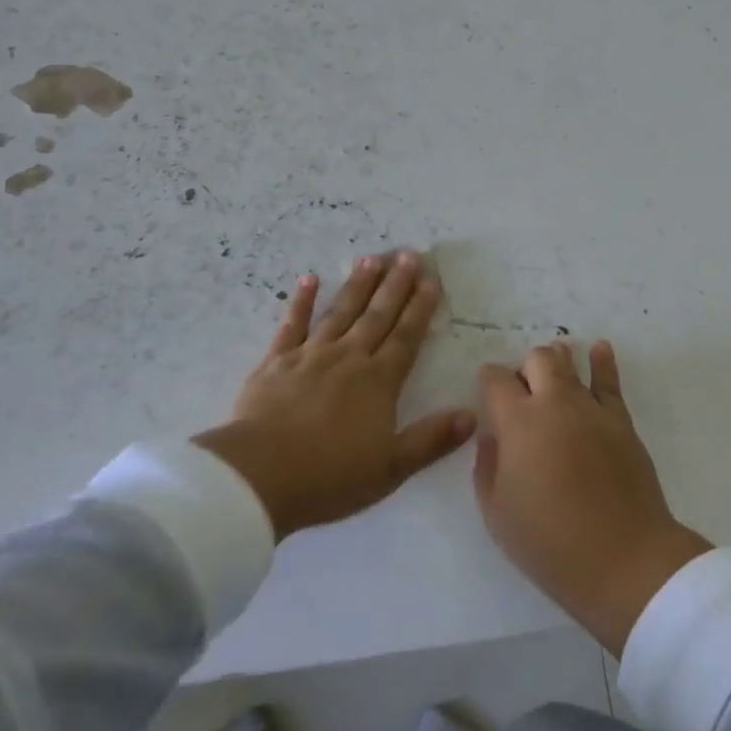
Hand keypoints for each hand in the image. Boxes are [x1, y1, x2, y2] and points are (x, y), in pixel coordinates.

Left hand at [195, 252, 475, 540]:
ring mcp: (311, 355)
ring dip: (358, 285)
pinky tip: (309, 279)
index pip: (406, 337)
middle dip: (395, 285)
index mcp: (379, 382)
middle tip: (408, 254)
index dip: (420, 308)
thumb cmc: (330, 476)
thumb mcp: (391, 468)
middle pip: (377, 315)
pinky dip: (301, 301)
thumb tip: (471, 416)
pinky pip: (292, 324)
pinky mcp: (276, 361)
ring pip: (341, 312)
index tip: (431, 280)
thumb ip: (431, 440)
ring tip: (372, 258)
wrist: (260, 475)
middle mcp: (349, 358)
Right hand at [473, 341, 710, 655]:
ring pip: (569, 364)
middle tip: (522, 392)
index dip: (488, 380)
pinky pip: (609, 382)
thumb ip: (487, 466)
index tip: (487, 392)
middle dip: (524, 368)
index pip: (495, 379)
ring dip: (557, 359)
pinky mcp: (620, 421)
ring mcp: (590, 408)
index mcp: (517, 421)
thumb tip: (493, 437)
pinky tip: (599, 350)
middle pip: (535, 360)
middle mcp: (553, 403)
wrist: (624, 559)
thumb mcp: (497, 512)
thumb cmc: (550, 543)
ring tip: (553, 361)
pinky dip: (602, 362)